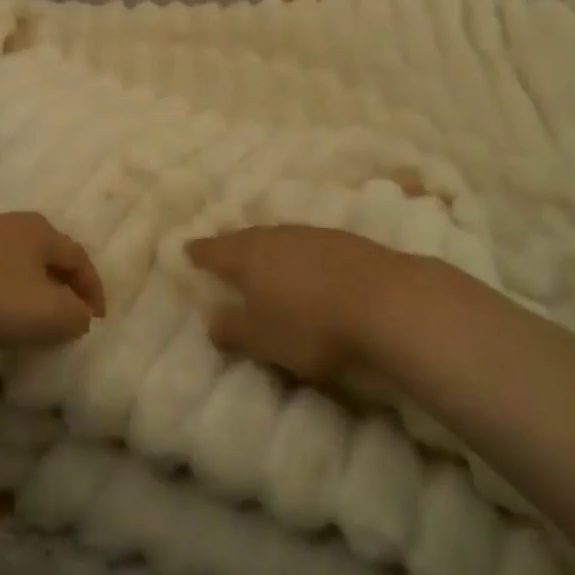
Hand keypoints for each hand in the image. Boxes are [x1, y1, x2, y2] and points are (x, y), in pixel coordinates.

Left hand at [0, 212, 105, 348]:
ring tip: (26, 308)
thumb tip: (80, 314)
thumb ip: (75, 315)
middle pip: (45, 252)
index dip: (92, 289)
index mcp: (40, 230)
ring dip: (25, 281)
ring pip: (12, 257)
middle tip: (65, 309)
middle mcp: (10, 221)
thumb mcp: (49, 314)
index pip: (78, 258)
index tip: (97, 318)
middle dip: (59, 281)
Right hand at [188, 225, 460, 382]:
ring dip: (269, 248)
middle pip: (246, 238)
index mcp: (247, 256)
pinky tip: (309, 267)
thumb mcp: (263, 339)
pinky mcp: (346, 242)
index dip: (198, 253)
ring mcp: (313, 234)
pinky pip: (309, 244)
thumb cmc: (311, 325)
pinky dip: (300, 254)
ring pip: (280, 238)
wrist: (388, 303)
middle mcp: (275, 236)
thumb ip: (232, 329)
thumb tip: (210, 319)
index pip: (213, 250)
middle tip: (223, 252)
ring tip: (265, 260)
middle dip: (233, 246)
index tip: (186, 251)